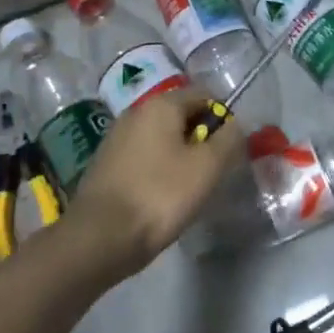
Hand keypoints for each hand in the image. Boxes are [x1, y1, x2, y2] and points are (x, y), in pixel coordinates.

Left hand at [68, 88, 244, 278]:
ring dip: (181, 156)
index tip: (228, 151)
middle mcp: (136, 111)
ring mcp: (117, 137)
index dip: (223, 119)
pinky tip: (162, 197)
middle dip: (201, 139)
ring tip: (188, 189)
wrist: (99, 238)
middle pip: (182, 115)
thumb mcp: (207, 166)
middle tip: (211, 172)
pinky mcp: (106, 163)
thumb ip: (229, 138)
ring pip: (163, 137)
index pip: (204, 94)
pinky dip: (159, 169)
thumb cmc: (160, 195)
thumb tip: (234, 125)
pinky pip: (145, 156)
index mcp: (161, 104)